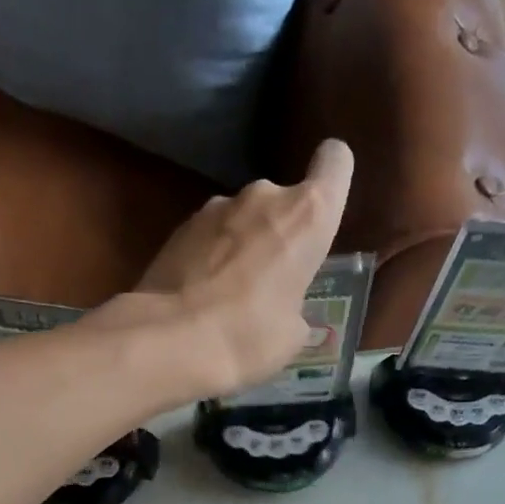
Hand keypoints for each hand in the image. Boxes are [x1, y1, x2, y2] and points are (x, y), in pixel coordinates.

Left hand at [87, 140, 354, 400]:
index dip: (333, 177)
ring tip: (230, 296)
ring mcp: (215, 207)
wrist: (169, 341)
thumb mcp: (292, 334)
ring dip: (242, 246)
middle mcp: (263, 196)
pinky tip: (200, 297)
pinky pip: (209, 237)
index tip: (324, 210)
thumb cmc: (249, 336)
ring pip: (242, 219)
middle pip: (282, 201)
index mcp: (306, 216)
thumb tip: (283, 309)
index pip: (335, 161)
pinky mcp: (178, 227)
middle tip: (271, 283)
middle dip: (279, 234)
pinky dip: (210, 258)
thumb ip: (296, 305)